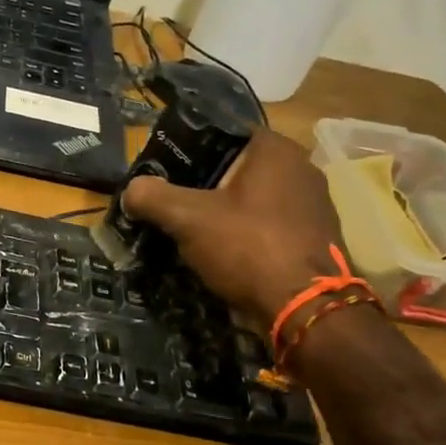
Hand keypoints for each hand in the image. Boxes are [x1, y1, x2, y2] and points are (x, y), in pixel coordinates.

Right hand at [121, 127, 344, 330]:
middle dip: (201, 186)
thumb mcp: (187, 218)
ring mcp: (312, 204)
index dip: (186, 151)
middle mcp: (301, 168)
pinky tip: (222, 254)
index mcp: (275, 149)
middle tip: (169, 203)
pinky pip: (267, 225)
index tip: (161, 172)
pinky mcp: (314, 237)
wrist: (305, 310)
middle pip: (235, 169)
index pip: (220, 134)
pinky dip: (244, 235)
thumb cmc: (248, 247)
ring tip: (190, 231)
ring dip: (222, 213)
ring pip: (251, 200)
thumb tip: (130, 191)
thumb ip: (152, 196)